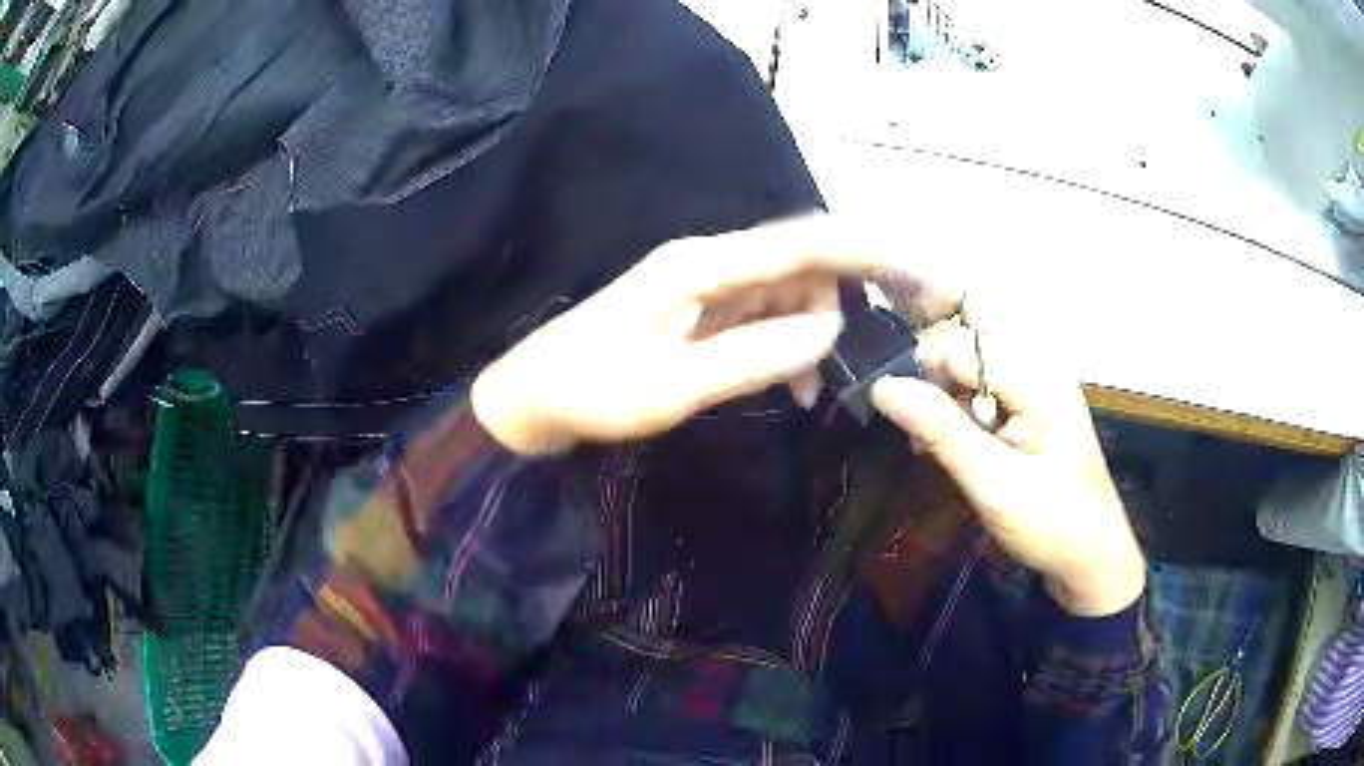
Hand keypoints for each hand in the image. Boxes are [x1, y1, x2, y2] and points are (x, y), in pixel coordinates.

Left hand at [472, 216, 957, 455]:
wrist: (530, 400)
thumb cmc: (592, 393)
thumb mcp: (675, 387)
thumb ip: (756, 355)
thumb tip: (832, 330)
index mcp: (701, 265)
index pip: (801, 243)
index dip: (864, 251)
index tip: (917, 269)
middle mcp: (707, 263)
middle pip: (799, 264)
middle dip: (845, 299)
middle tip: (878, 348)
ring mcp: (700, 287)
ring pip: (784, 293)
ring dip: (813, 331)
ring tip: (819, 389)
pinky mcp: (695, 312)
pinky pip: (759, 316)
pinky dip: (785, 343)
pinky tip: (794, 384)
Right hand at [870, 320, 1144, 616]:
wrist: (1093, 561)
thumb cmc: (1052, 525)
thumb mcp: (995, 484)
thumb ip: (942, 432)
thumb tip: (882, 386)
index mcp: (1037, 377)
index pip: (960, 343)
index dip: (919, 367)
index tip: (888, 408)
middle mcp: (1038, 369)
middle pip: (966, 349)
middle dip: (930, 382)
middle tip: (911, 433)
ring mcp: (1036, 391)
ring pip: (970, 371)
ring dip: (941, 402)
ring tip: (923, 445)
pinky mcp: (1031, 412)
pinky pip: (983, 395)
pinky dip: (957, 416)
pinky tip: (945, 447)